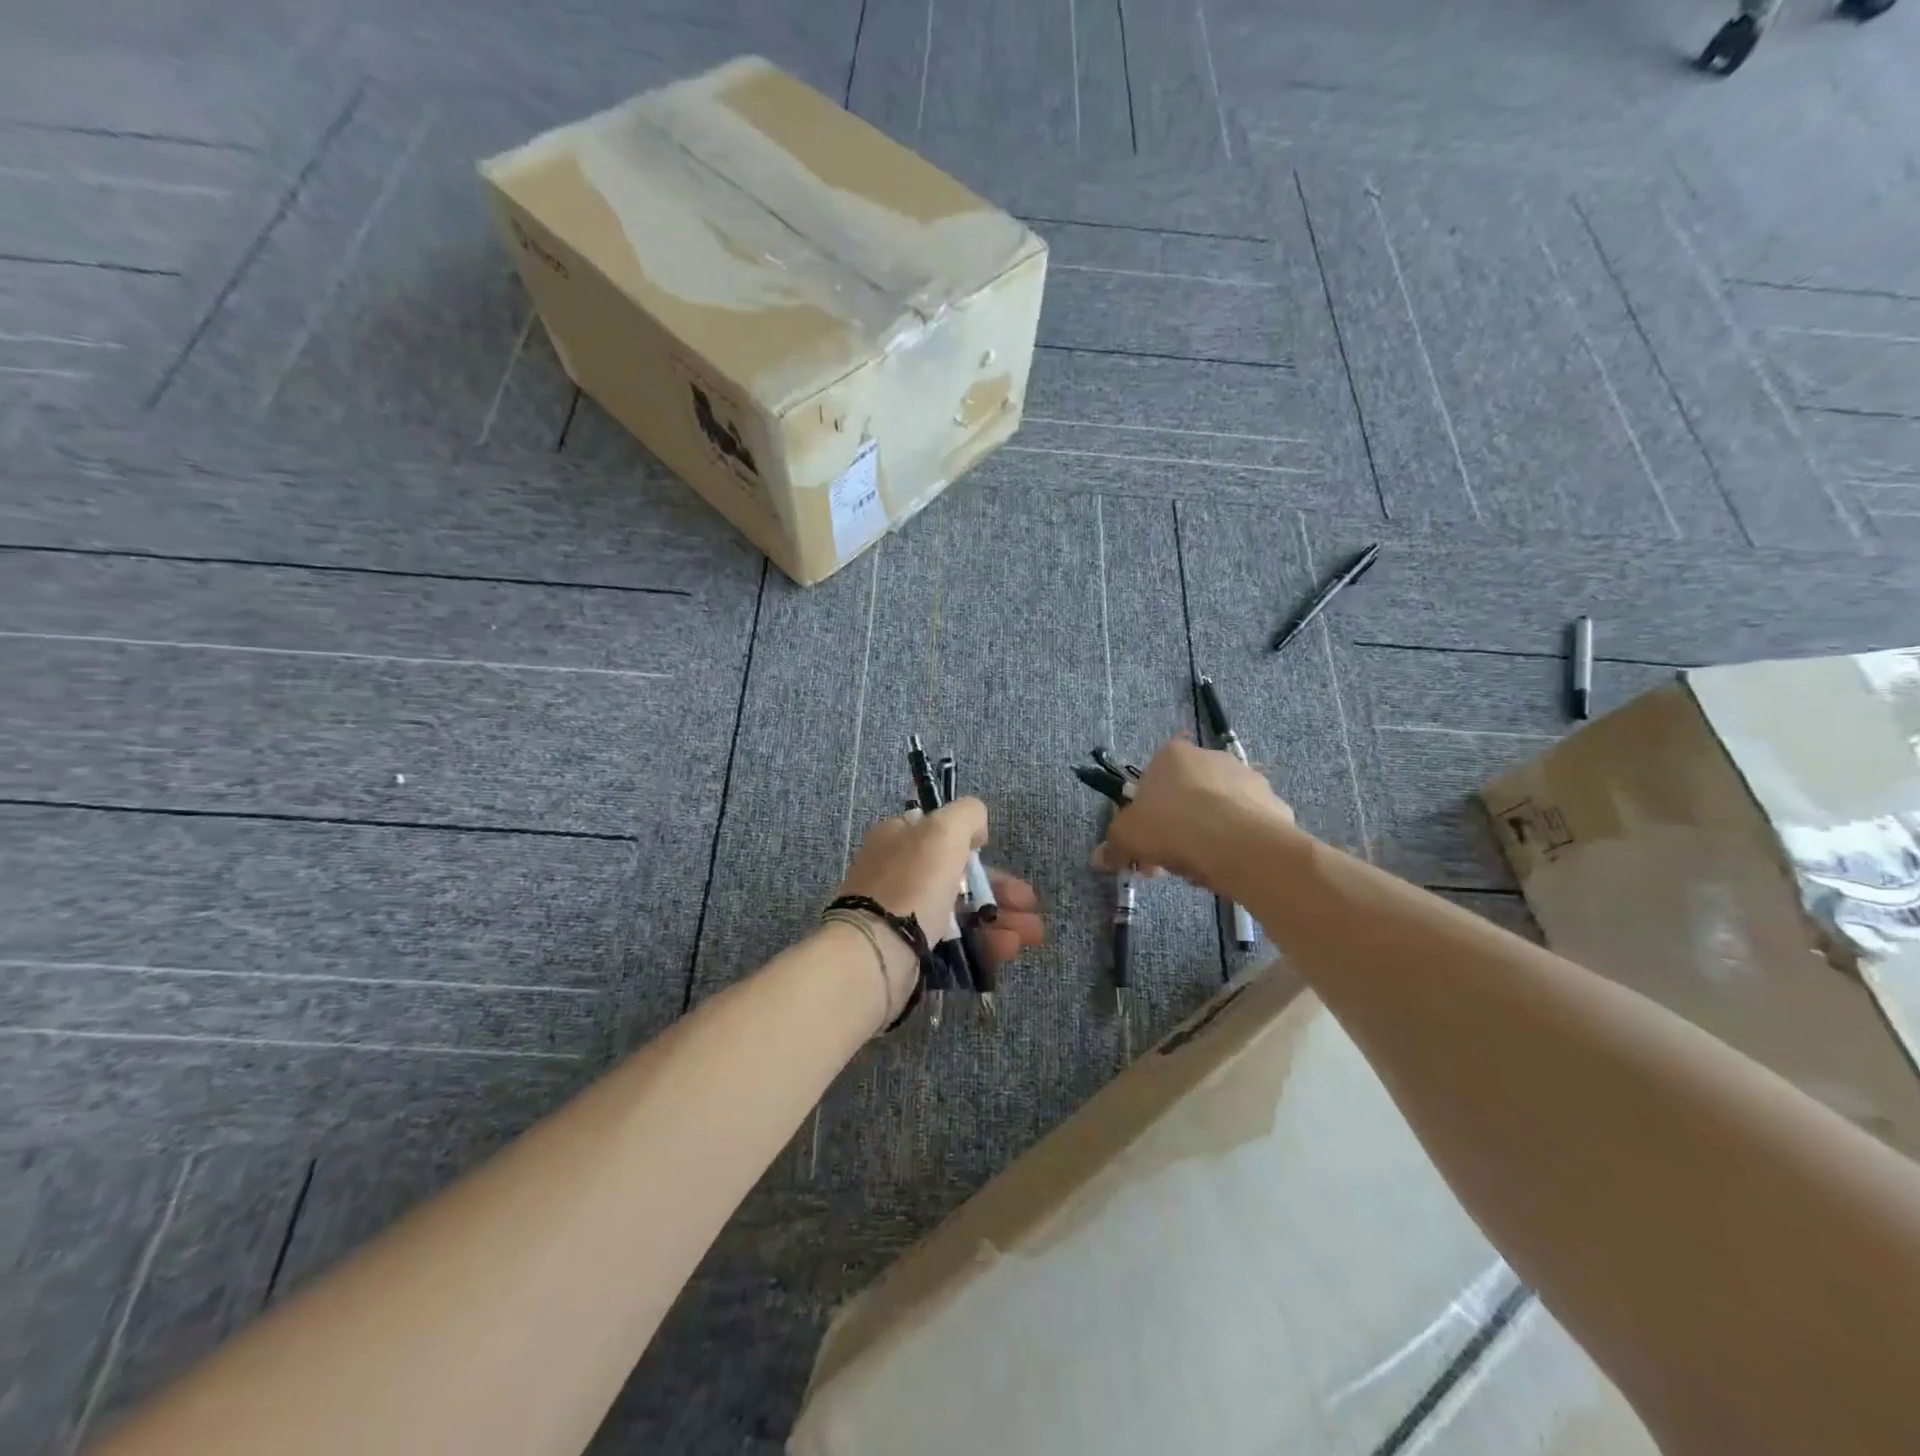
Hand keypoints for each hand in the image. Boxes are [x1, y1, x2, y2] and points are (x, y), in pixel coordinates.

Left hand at [835, 801, 1044, 1007]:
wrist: (875, 953)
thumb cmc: (912, 883)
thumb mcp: (944, 830)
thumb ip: (967, 815)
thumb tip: (977, 829)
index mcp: (897, 837)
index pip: (940, 832)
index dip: (973, 843)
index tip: (997, 855)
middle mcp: (896, 872)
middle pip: (958, 875)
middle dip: (1000, 889)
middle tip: (1031, 905)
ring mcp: (901, 914)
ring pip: (960, 911)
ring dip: (1000, 918)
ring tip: (1032, 934)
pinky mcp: (908, 950)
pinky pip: (954, 942)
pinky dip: (983, 943)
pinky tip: (1009, 948)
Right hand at [1097, 737, 1295, 894]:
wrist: (1241, 844)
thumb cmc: (1174, 826)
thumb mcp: (1128, 837)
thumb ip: (1113, 845)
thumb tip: (1100, 858)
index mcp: (1173, 755)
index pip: (1152, 780)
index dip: (1145, 815)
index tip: (1144, 842)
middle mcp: (1212, 757)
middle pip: (1185, 796)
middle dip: (1175, 828)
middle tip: (1167, 861)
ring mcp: (1248, 778)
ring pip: (1217, 811)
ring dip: (1206, 835)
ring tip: (1200, 869)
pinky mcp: (1274, 804)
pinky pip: (1246, 826)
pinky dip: (1236, 843)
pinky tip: (1228, 866)